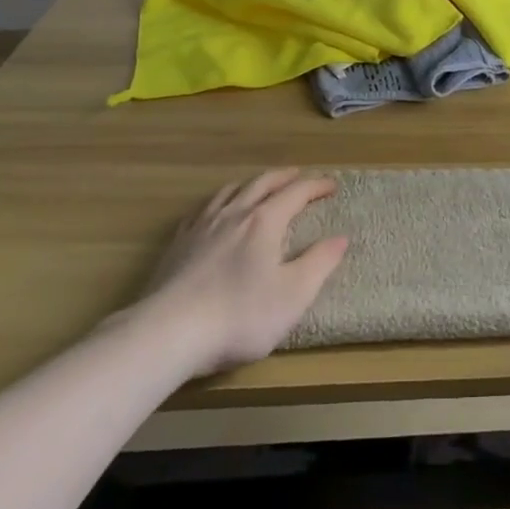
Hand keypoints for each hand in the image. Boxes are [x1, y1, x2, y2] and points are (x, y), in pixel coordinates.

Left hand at [142, 170, 348, 377]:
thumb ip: (319, 263)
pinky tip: (215, 211)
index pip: (296, 192)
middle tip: (299, 175)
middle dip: (284, 177)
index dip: (316, 186)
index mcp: (265, 221)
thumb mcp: (293, 295)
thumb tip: (341, 238)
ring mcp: (202, 226)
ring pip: (230, 191)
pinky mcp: (178, 243)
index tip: (332, 185)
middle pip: (262, 183)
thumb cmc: (239, 316)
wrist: (168, 332)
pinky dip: (219, 201)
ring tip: (259, 186)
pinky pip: (203, 209)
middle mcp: (234, 213)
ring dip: (251, 184)